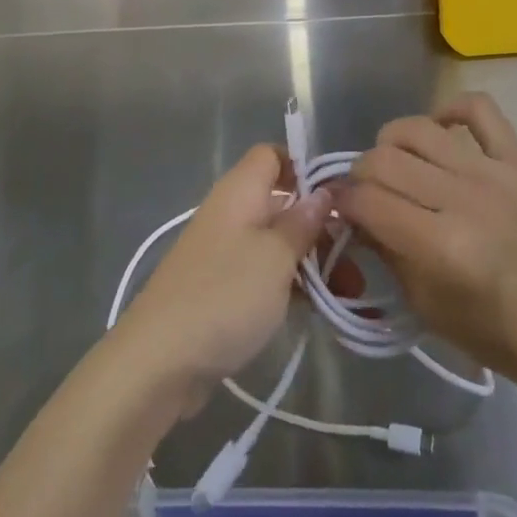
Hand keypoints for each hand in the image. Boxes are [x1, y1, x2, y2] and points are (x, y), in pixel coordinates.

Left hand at [111, 144, 331, 415]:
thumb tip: (323, 194)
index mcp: (240, 191)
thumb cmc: (225, 295)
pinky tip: (320, 310)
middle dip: (321, 227)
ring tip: (350, 293)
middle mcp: (232, 212)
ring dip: (313, 262)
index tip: (337, 198)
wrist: (158, 361)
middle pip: (283, 203)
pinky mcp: (222, 288)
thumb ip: (303, 223)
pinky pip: (264, 274)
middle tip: (358, 259)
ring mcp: (225, 252)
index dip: (304, 168)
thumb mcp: (276, 257)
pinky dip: (291, 286)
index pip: (273, 155)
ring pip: (278, 243)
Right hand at [335, 93, 516, 402]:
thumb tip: (353, 214)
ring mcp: (495, 173)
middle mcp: (465, 200)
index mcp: (443, 248)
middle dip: (360, 174)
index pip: (369, 202)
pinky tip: (440, 130)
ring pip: (420, 129)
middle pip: (385, 159)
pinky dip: (450, 109)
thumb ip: (387, 253)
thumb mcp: (429, 308)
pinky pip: (480, 109)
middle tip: (365, 192)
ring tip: (395, 162)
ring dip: (392, 142)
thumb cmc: (500, 335)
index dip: (342, 202)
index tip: (339, 208)